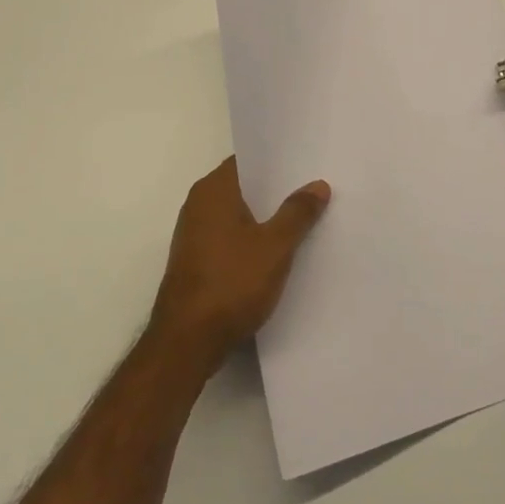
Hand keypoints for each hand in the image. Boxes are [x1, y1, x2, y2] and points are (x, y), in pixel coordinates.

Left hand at [150, 157, 330, 367]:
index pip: (248, 160)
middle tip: (315, 188)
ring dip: (266, 216)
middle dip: (277, 189)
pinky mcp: (197, 262)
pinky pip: (231, 238)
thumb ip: (297, 212)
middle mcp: (198, 205)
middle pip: (244, 187)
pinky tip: (279, 250)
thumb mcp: (275, 246)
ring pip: (239, 214)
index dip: (278, 160)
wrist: (187, 343)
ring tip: (304, 217)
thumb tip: (318, 185)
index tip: (308, 162)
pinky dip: (253, 239)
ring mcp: (194, 235)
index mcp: (213, 191)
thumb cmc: (231, 283)